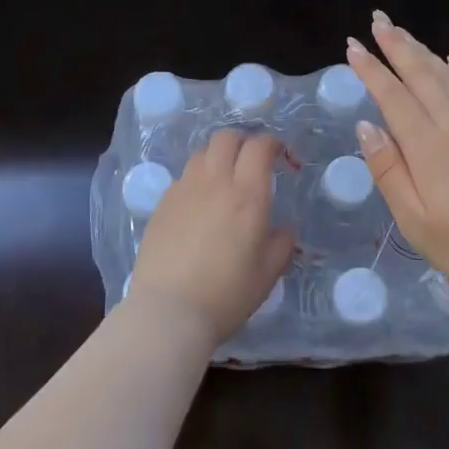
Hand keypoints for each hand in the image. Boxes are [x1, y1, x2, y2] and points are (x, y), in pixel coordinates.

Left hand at [128, 128, 295, 344]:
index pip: (259, 146)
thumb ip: (282, 244)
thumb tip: (285, 228)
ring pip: (202, 152)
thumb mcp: (267, 273)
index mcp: (247, 195)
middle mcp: (215, 182)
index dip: (272, 143)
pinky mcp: (163, 203)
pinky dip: (197, 178)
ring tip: (224, 177)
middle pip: (226, 137)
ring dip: (217, 156)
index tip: (279, 154)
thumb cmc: (227, 294)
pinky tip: (199, 202)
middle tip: (251, 159)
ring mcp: (184, 189)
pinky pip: (183, 176)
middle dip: (243, 140)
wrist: (169, 311)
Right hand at [345, 12, 448, 301]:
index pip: (394, 97)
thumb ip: (389, 171)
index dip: (372, 69)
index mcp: (428, 148)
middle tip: (378, 21)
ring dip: (426, 52)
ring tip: (405, 34)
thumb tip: (368, 126)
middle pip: (423, 76)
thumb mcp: (413, 220)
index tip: (353, 46)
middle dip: (398, 45)